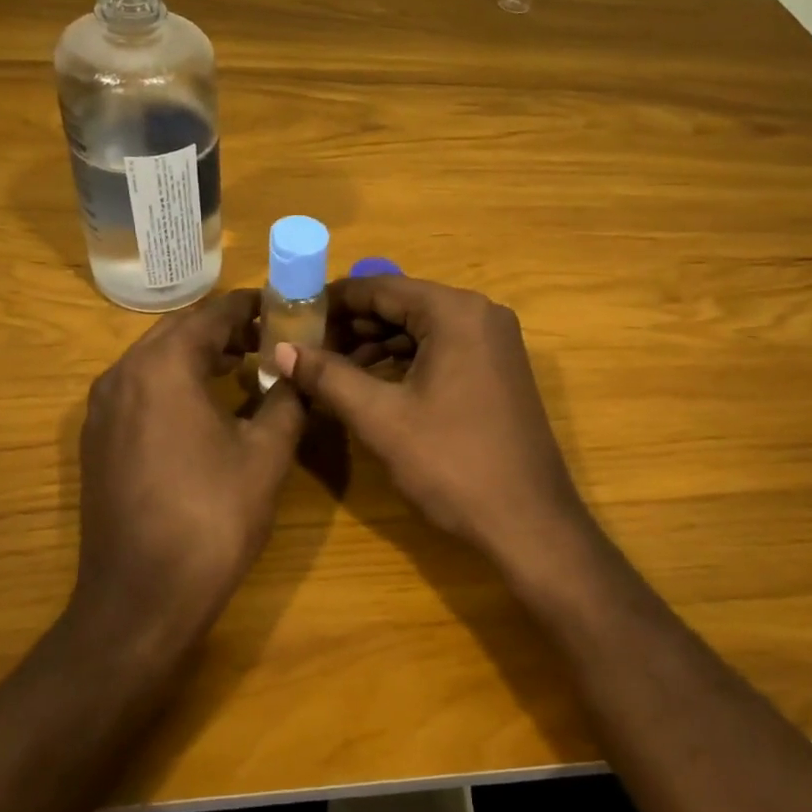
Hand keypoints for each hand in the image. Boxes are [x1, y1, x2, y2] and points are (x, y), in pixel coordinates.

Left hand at [71, 290, 306, 652]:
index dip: (252, 306)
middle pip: (180, 330)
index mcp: (162, 367)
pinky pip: (140, 388)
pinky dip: (175, 381)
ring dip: (200, 354)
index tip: (285, 307)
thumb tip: (298, 371)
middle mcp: (122, 374)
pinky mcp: (97, 439)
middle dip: (226, 328)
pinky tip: (207, 404)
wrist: (139, 599)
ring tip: (246, 365)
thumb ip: (286, 399)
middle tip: (271, 337)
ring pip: (156, 358)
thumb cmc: (211, 519)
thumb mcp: (265, 454)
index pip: (212, 313)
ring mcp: (102, 408)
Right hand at [274, 274, 588, 567]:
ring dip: (375, 346)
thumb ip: (328, 377)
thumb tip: (282, 350)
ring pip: (421, 330)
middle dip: (352, 326)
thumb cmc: (452, 464)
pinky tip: (370, 385)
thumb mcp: (381, 418)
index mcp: (455, 312)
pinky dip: (404, 362)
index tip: (292, 317)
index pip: (380, 288)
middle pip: (402, 305)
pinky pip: (441, 350)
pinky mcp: (497, 370)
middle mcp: (480, 314)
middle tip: (305, 349)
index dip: (332, 301)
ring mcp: (494, 343)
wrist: (529, 523)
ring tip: (329, 371)